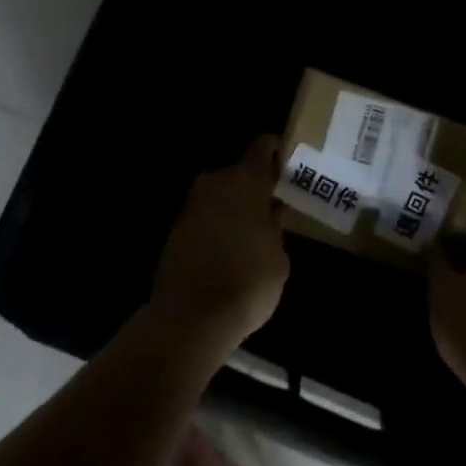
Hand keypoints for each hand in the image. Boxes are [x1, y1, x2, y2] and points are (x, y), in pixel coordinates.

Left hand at [150, 136, 289, 353]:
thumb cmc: (248, 282)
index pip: (263, 147)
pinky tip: (230, 250)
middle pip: (239, 173)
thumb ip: (276, 228)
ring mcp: (192, 206)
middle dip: (255, 187)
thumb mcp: (278, 258)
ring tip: (253, 233)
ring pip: (220, 195)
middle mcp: (216, 183)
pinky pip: (205, 217)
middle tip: (274, 208)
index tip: (289, 167)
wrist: (191, 318)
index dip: (276, 153)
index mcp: (247, 181)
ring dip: (234, 207)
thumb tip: (271, 215)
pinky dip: (217, 226)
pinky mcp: (176, 230)